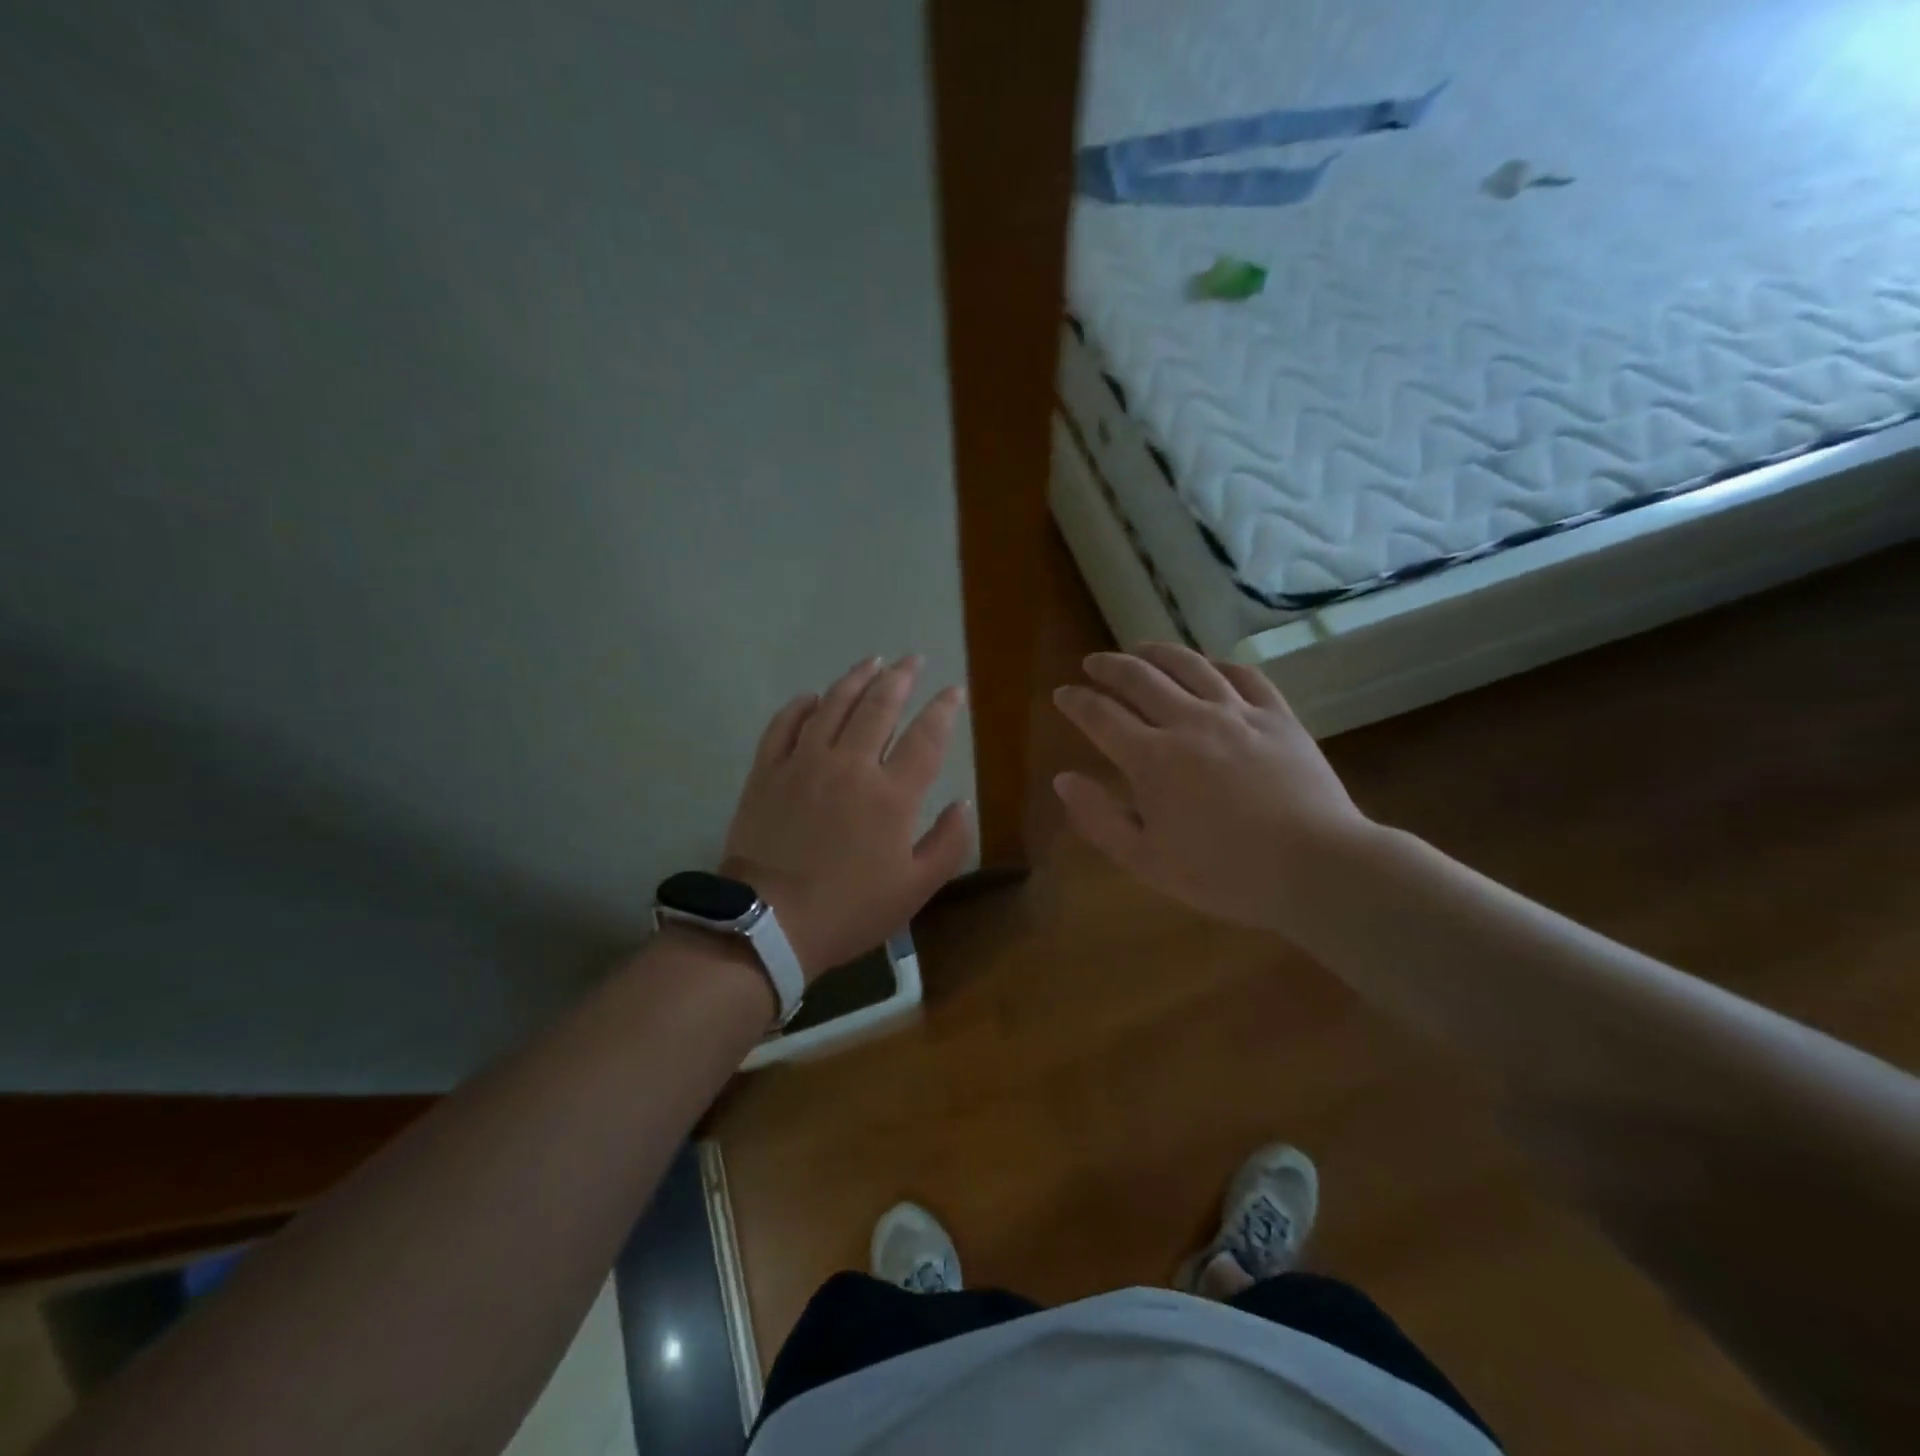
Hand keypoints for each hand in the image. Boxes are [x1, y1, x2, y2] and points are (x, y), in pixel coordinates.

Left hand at [721, 655, 972, 979]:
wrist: (768, 924)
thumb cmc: (850, 909)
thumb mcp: (915, 889)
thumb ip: (948, 843)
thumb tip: (962, 803)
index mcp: (891, 794)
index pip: (925, 736)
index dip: (943, 708)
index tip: (954, 690)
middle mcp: (850, 765)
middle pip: (879, 706)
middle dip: (900, 677)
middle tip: (912, 659)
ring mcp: (804, 763)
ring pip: (833, 704)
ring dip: (856, 679)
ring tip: (872, 661)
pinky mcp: (768, 771)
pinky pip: (785, 724)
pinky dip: (801, 705)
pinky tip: (812, 696)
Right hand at [1052, 643, 1372, 935]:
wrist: (1316, 867)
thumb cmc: (1225, 873)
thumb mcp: (1147, 861)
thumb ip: (1100, 818)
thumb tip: (1063, 780)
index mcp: (1151, 759)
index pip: (1100, 715)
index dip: (1075, 701)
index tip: (1062, 693)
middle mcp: (1189, 722)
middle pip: (1139, 678)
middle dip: (1109, 666)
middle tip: (1093, 663)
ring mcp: (1237, 713)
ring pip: (1189, 665)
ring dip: (1156, 653)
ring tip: (1139, 649)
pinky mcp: (1277, 716)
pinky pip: (1243, 674)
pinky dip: (1216, 663)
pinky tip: (1208, 665)